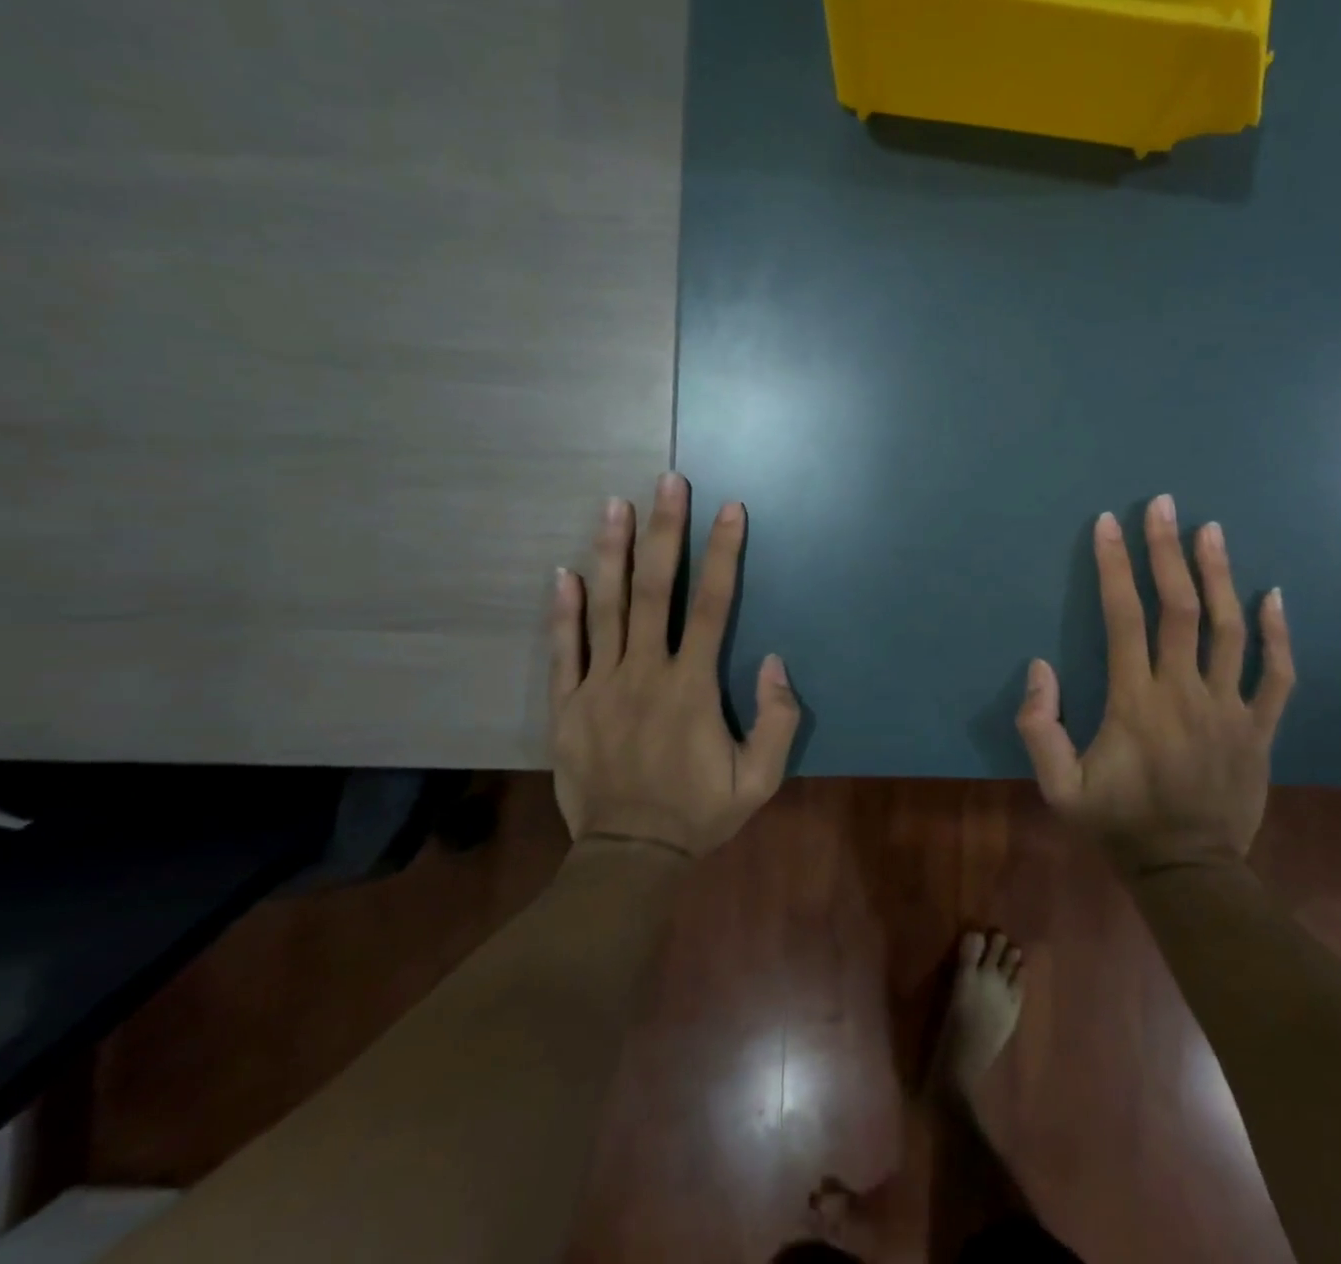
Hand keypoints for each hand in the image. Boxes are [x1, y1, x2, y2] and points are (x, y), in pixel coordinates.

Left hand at [549, 472, 799, 857]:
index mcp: (692, 688)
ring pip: (605, 609)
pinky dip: (563, 610)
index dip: (723, 554)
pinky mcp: (567, 706)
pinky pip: (563, 650)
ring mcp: (599, 687)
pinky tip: (565, 572)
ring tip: (615, 505)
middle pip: (656, 591)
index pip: (713, 606)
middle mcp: (644, 674)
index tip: (730, 510)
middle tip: (667, 482)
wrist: (628, 858)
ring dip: (611, 553)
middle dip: (664, 532)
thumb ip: (777, 721)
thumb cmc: (699, 814)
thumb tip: (774, 662)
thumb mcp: (760, 780)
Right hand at [1016, 496, 1293, 870]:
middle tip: (1162, 505)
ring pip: (1229, 630)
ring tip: (1211, 530)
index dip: (1114, 567)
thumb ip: (1040, 728)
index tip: (1108, 525)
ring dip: (1220, 575)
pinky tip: (1273, 594)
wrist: (1188, 872)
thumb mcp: (1058, 789)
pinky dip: (1277, 632)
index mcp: (1135, 704)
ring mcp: (1230, 709)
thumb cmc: (1118, 824)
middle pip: (1180, 608)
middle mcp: (1185, 694)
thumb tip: (1040, 667)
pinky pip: (1277, 674)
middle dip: (1167, 551)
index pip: (1124, 619)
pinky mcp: (1261, 729)